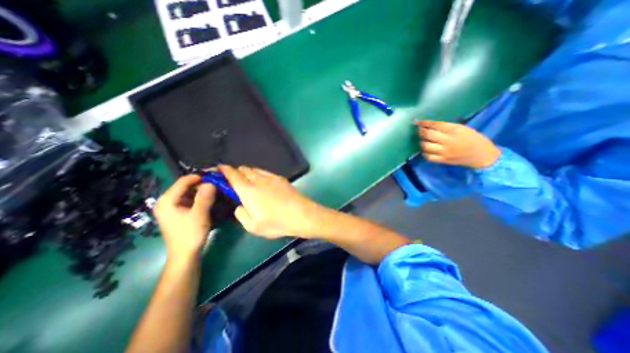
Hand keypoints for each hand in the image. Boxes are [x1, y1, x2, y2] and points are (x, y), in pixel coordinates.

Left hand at [153, 175, 217, 261]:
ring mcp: (172, 207)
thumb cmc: (190, 234)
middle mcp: (167, 202)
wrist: (185, 254)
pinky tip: (210, 199)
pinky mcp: (178, 212)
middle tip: (217, 183)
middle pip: (185, 186)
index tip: (214, 176)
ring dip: (202, 191)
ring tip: (216, 190)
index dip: (199, 177)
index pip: (183, 181)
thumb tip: (211, 183)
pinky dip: (200, 197)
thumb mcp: (199, 214)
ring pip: (189, 193)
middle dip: (201, 184)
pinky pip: (190, 199)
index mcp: (167, 201)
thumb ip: (205, 197)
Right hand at [219, 164, 324, 237]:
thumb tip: (239, 205)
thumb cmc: (277, 222)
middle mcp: (258, 180)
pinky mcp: (281, 178)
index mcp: (248, 190)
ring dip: (247, 172)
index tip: (218, 169)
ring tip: (248, 181)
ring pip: (255, 169)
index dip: (224, 170)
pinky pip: (265, 172)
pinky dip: (259, 174)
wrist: (302, 214)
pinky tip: (262, 182)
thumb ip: (241, 214)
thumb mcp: (253, 226)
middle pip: (244, 169)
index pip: (233, 175)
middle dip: (236, 172)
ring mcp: (271, 177)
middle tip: (234, 180)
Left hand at [418, 120, 502, 167]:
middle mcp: (448, 141)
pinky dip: (424, 153)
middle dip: (421, 131)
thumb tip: (429, 125)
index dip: (425, 123)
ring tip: (423, 140)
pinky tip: (426, 150)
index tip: (418, 122)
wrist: (483, 156)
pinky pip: (428, 157)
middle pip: (428, 135)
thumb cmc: (473, 139)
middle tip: (420, 130)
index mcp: (455, 130)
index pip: (436, 125)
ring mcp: (445, 152)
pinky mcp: (443, 160)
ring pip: (426, 146)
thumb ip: (446, 127)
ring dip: (422, 142)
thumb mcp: (463, 128)